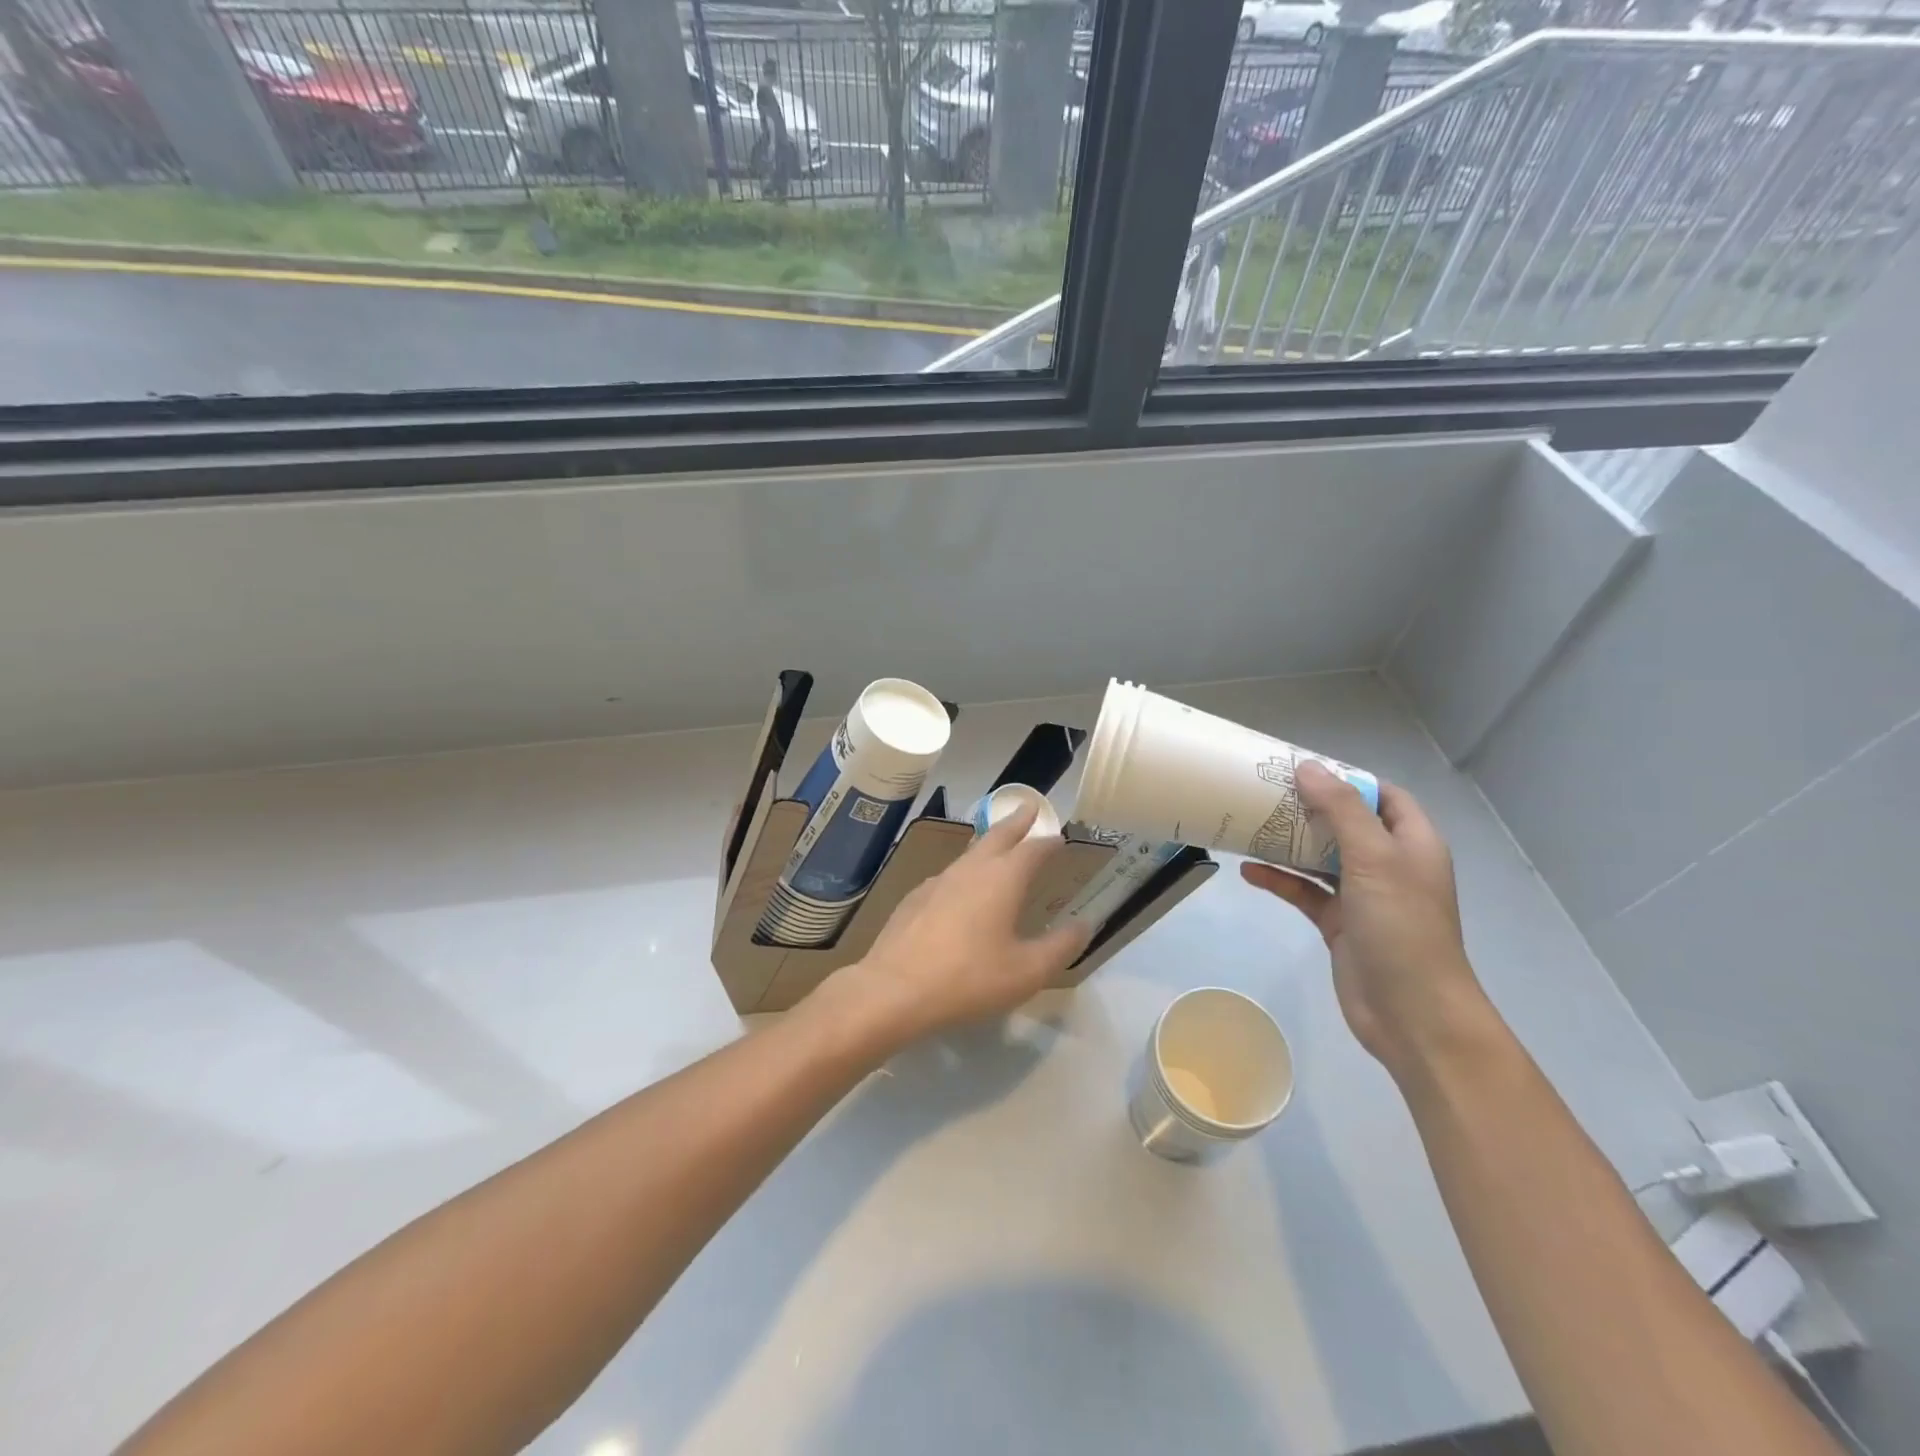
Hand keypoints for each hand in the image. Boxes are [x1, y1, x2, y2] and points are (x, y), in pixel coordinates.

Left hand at [825, 801, 1090, 1048]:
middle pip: (997, 835)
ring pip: (969, 853)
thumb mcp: (1027, 972)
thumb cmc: (969, 978)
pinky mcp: (915, 898)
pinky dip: (964, 872)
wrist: (894, 989)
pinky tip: (960, 889)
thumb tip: (1083, 924)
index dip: (1048, 841)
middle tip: (1027, 807)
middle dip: (1016, 821)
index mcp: (1002, 879)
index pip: (1032, 849)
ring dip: (988, 843)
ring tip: (998, 845)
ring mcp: (938, 881)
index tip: (1058, 836)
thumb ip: (1060, 947)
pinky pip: (948, 875)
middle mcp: (970, 870)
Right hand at [1241, 762, 1489, 1075]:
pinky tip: (1249, 871)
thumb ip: (1341, 810)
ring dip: (1289, 843)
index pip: (1383, 796)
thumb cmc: (1402, 926)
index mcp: (1412, 844)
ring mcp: (1364, 896)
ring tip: (1249, 824)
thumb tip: (1307, 767)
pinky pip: (1305, 893)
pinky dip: (1280, 881)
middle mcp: (1390, 865)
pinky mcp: (1339, 924)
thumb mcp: (1374, 858)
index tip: (1303, 769)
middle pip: (1346, 824)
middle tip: (1264, 791)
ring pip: (1321, 858)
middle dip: (1309, 807)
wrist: (1412, 1014)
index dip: (1348, 779)